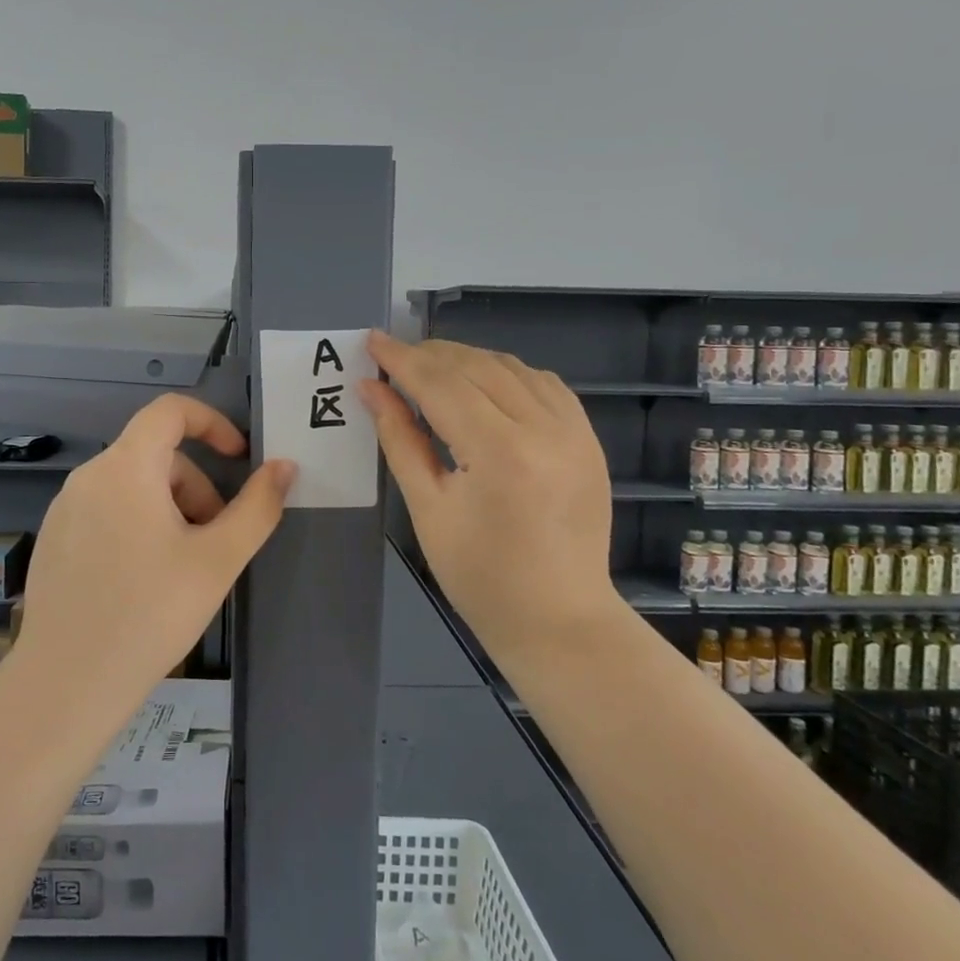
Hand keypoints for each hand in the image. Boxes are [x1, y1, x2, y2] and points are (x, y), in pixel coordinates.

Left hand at [13, 395, 294, 727]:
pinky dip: (137, 525)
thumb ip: (258, 507)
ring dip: (170, 509)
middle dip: (196, 487)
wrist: (67, 684)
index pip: (169, 411)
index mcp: (125, 468)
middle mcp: (88, 476)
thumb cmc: (150, 613)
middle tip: (215, 541)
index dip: (212, 422)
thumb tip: (284, 467)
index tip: (238, 458)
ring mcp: (64, 509)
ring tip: (183, 567)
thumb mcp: (218, 560)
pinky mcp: (54, 540)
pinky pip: (106, 511)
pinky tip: (144, 582)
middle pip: (155, 455)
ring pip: (132, 486)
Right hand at [360, 332, 619, 651]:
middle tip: (393, 355)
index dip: (402, 360)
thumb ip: (400, 440)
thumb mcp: (428, 509)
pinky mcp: (588, 439)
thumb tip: (371, 390)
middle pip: (476, 367)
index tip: (372, 340)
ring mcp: (574, 431)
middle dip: (430, 355)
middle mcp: (544, 428)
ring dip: (467, 359)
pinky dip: (507, 373)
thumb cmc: (481, 577)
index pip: (441, 385)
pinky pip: (544, 384)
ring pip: (512, 368)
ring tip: (430, 366)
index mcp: (500, 452)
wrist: (559, 620)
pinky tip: (484, 381)